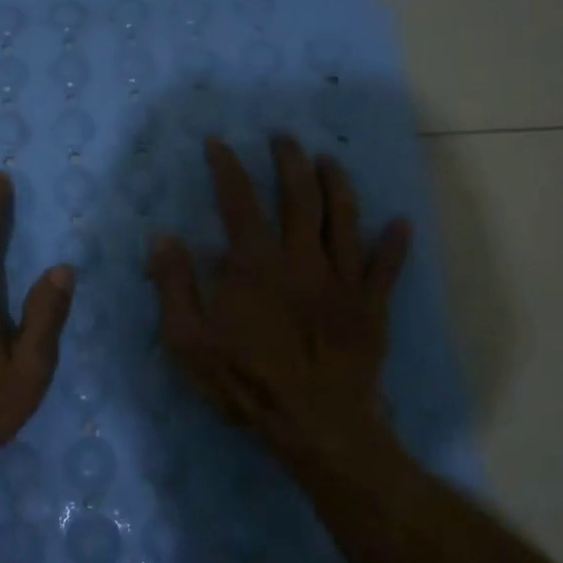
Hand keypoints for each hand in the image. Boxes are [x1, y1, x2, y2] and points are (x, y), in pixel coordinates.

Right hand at [146, 134, 409, 468]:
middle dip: (289, 161)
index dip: (226, 167)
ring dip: (337, 184)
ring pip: (344, 219)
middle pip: (299, 196)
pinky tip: (401, 223)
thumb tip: (162, 237)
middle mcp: (301, 258)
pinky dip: (394, 244)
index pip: (238, 201)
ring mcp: (342, 279)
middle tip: (284, 138)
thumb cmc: (246, 381)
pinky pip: (386, 267)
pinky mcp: (371, 305)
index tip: (218, 142)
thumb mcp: (188, 340)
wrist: (316, 423)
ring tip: (330, 160)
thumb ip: (173, 285)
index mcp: (255, 264)